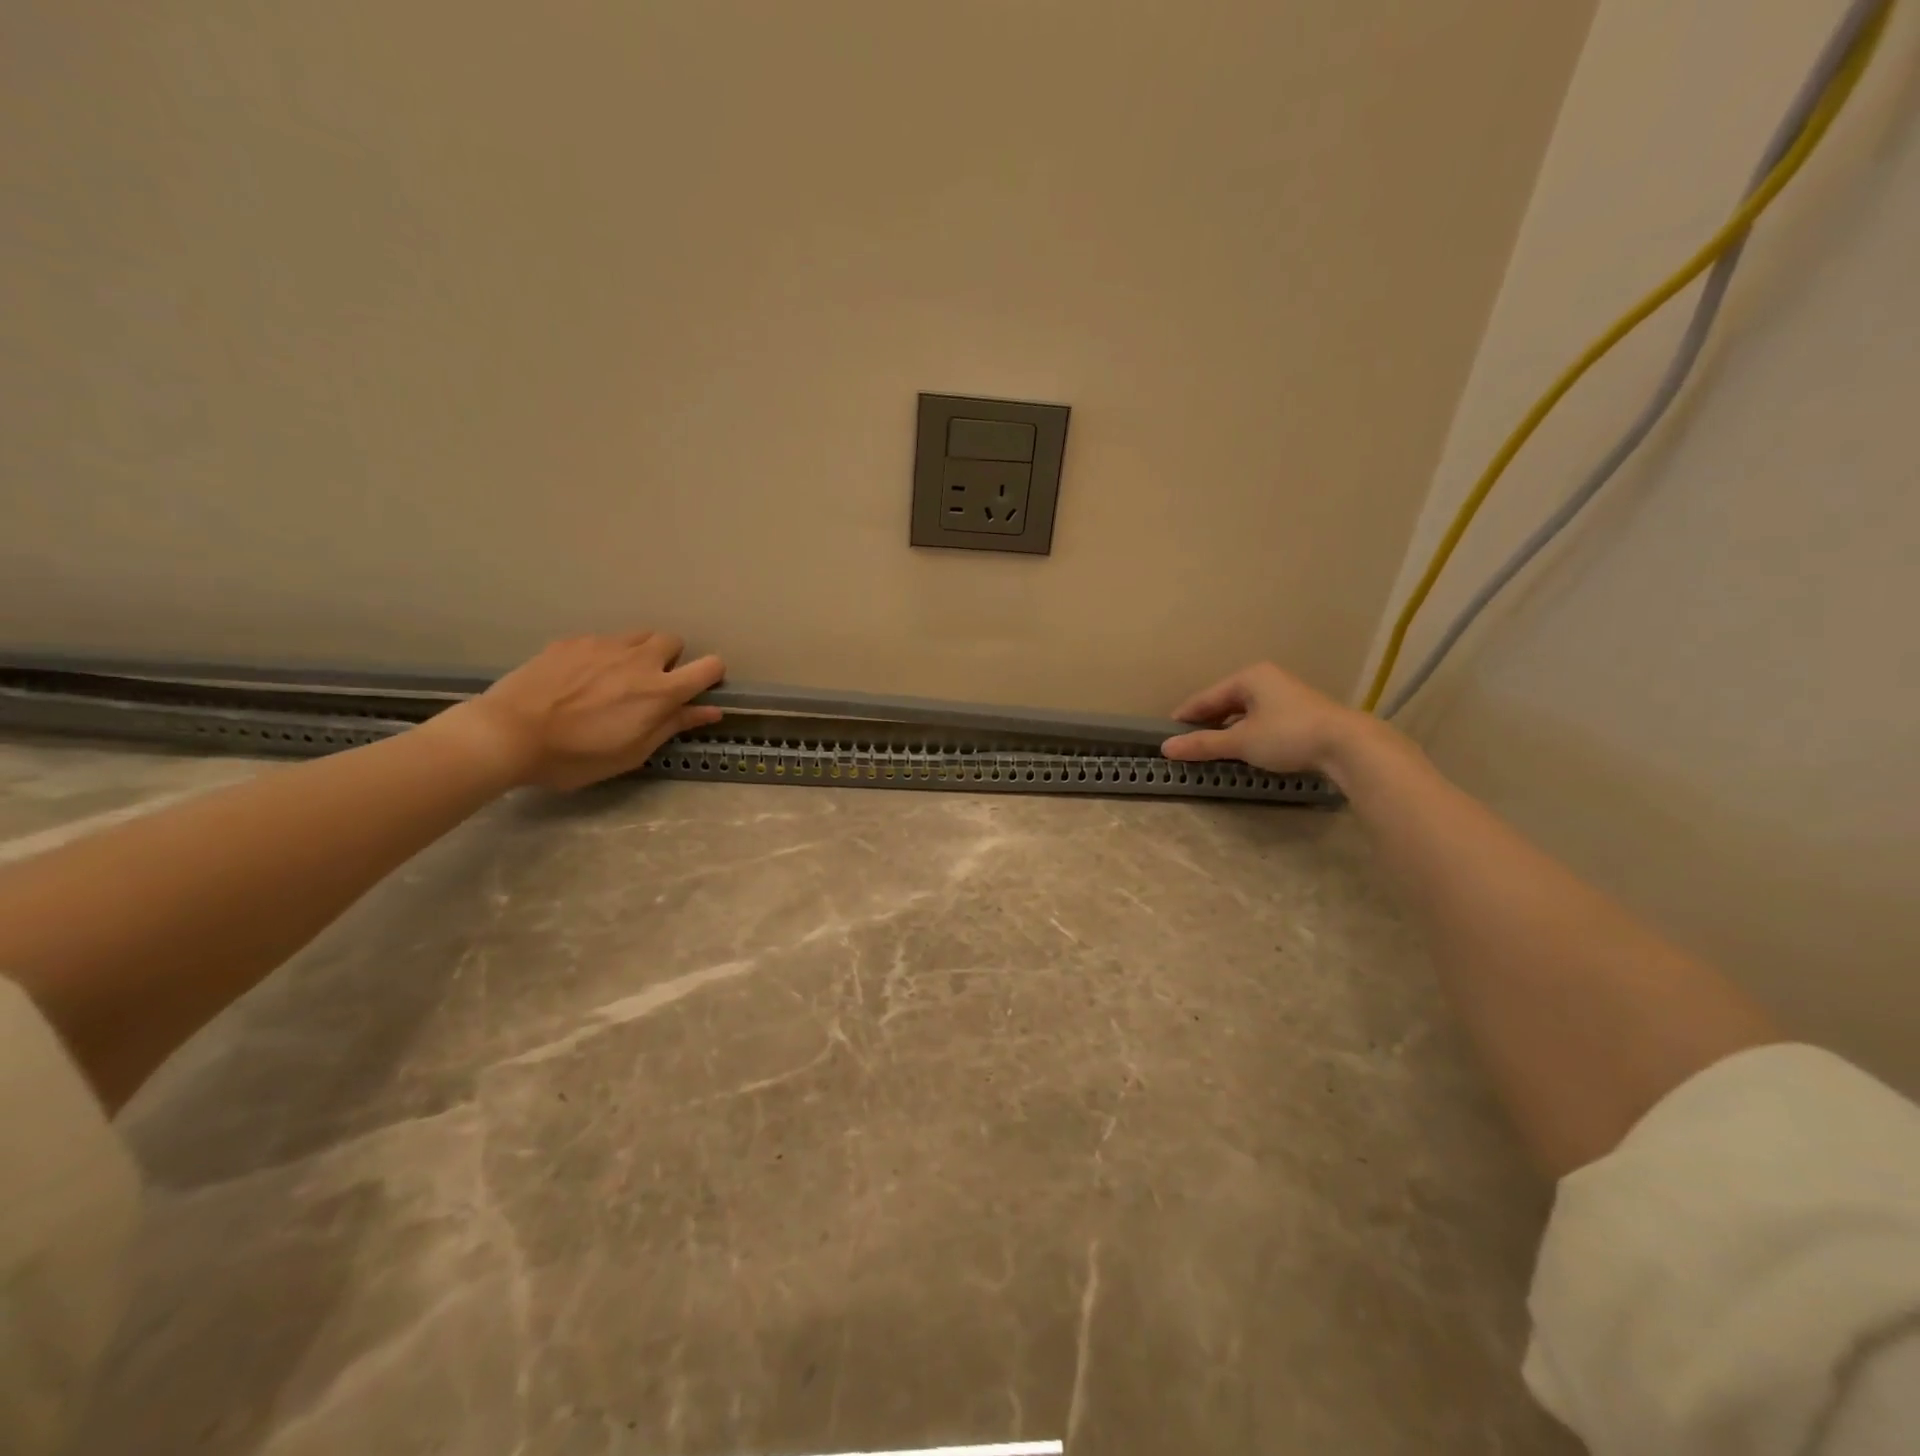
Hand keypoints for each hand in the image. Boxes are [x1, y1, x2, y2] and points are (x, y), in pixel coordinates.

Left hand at [441, 632, 725, 790]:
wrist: (508, 733)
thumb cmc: (576, 756)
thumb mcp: (632, 752)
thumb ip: (673, 726)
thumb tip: (711, 711)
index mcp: (660, 691)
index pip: (709, 666)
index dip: (712, 675)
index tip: (700, 689)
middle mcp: (639, 660)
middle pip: (673, 640)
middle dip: (671, 659)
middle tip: (650, 685)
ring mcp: (604, 645)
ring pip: (638, 635)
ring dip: (639, 652)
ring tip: (616, 678)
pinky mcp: (573, 641)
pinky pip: (602, 640)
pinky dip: (603, 655)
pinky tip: (580, 678)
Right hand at [1161, 662, 1369, 774]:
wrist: (1347, 745)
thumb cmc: (1288, 735)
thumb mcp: (1241, 742)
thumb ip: (1203, 744)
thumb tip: (1166, 748)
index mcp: (1249, 677)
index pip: (1206, 697)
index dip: (1185, 716)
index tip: (1166, 733)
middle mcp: (1266, 679)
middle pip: (1225, 702)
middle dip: (1206, 722)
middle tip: (1186, 743)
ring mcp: (1285, 695)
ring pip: (1244, 712)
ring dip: (1226, 729)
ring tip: (1210, 748)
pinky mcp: (1300, 713)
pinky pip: (1261, 720)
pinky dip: (1246, 732)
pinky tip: (1241, 748)